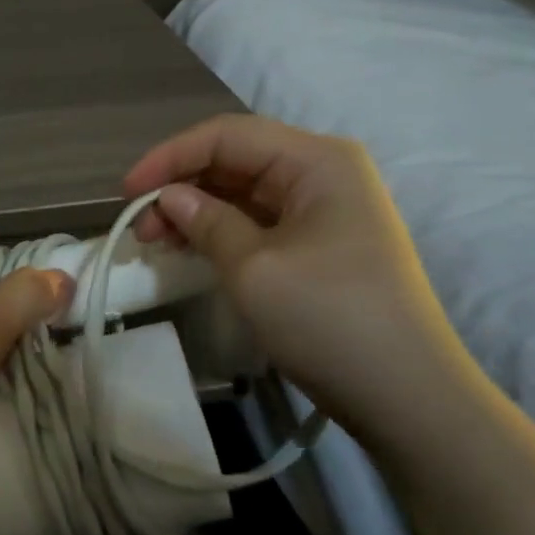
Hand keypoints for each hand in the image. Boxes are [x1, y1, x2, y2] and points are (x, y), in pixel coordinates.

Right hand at [123, 114, 491, 454]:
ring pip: (242, 192)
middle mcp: (323, 173)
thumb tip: (169, 198)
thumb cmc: (330, 319)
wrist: (408, 398)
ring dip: (196, 210)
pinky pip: (258, 221)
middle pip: (235, 160)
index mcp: (317, 160)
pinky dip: (219, 231)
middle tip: (140, 226)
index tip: (126, 192)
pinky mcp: (319, 244)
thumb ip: (206, 222)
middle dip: (181, 186)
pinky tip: (190, 249)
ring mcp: (324, 210)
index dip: (170, 156)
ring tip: (156, 241)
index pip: (227, 135)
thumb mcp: (254, 268)